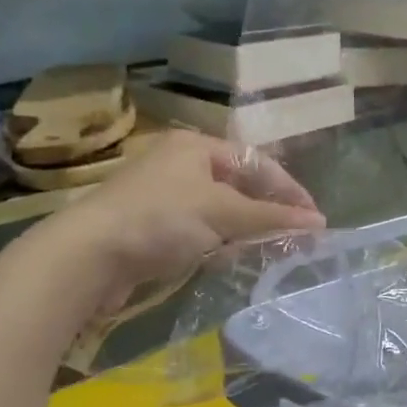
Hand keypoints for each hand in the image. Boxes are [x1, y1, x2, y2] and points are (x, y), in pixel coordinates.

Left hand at [31, 131, 323, 312]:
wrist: (87, 256)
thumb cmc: (160, 219)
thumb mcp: (222, 212)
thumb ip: (271, 217)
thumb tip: (319, 222)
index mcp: (196, 146)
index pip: (257, 163)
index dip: (289, 190)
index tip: (314, 219)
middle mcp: (180, 164)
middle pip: (239, 186)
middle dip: (267, 211)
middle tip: (295, 237)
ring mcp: (163, 197)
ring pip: (219, 211)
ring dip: (243, 230)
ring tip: (267, 250)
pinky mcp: (151, 228)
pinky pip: (198, 231)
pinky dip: (217, 243)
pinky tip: (226, 259)